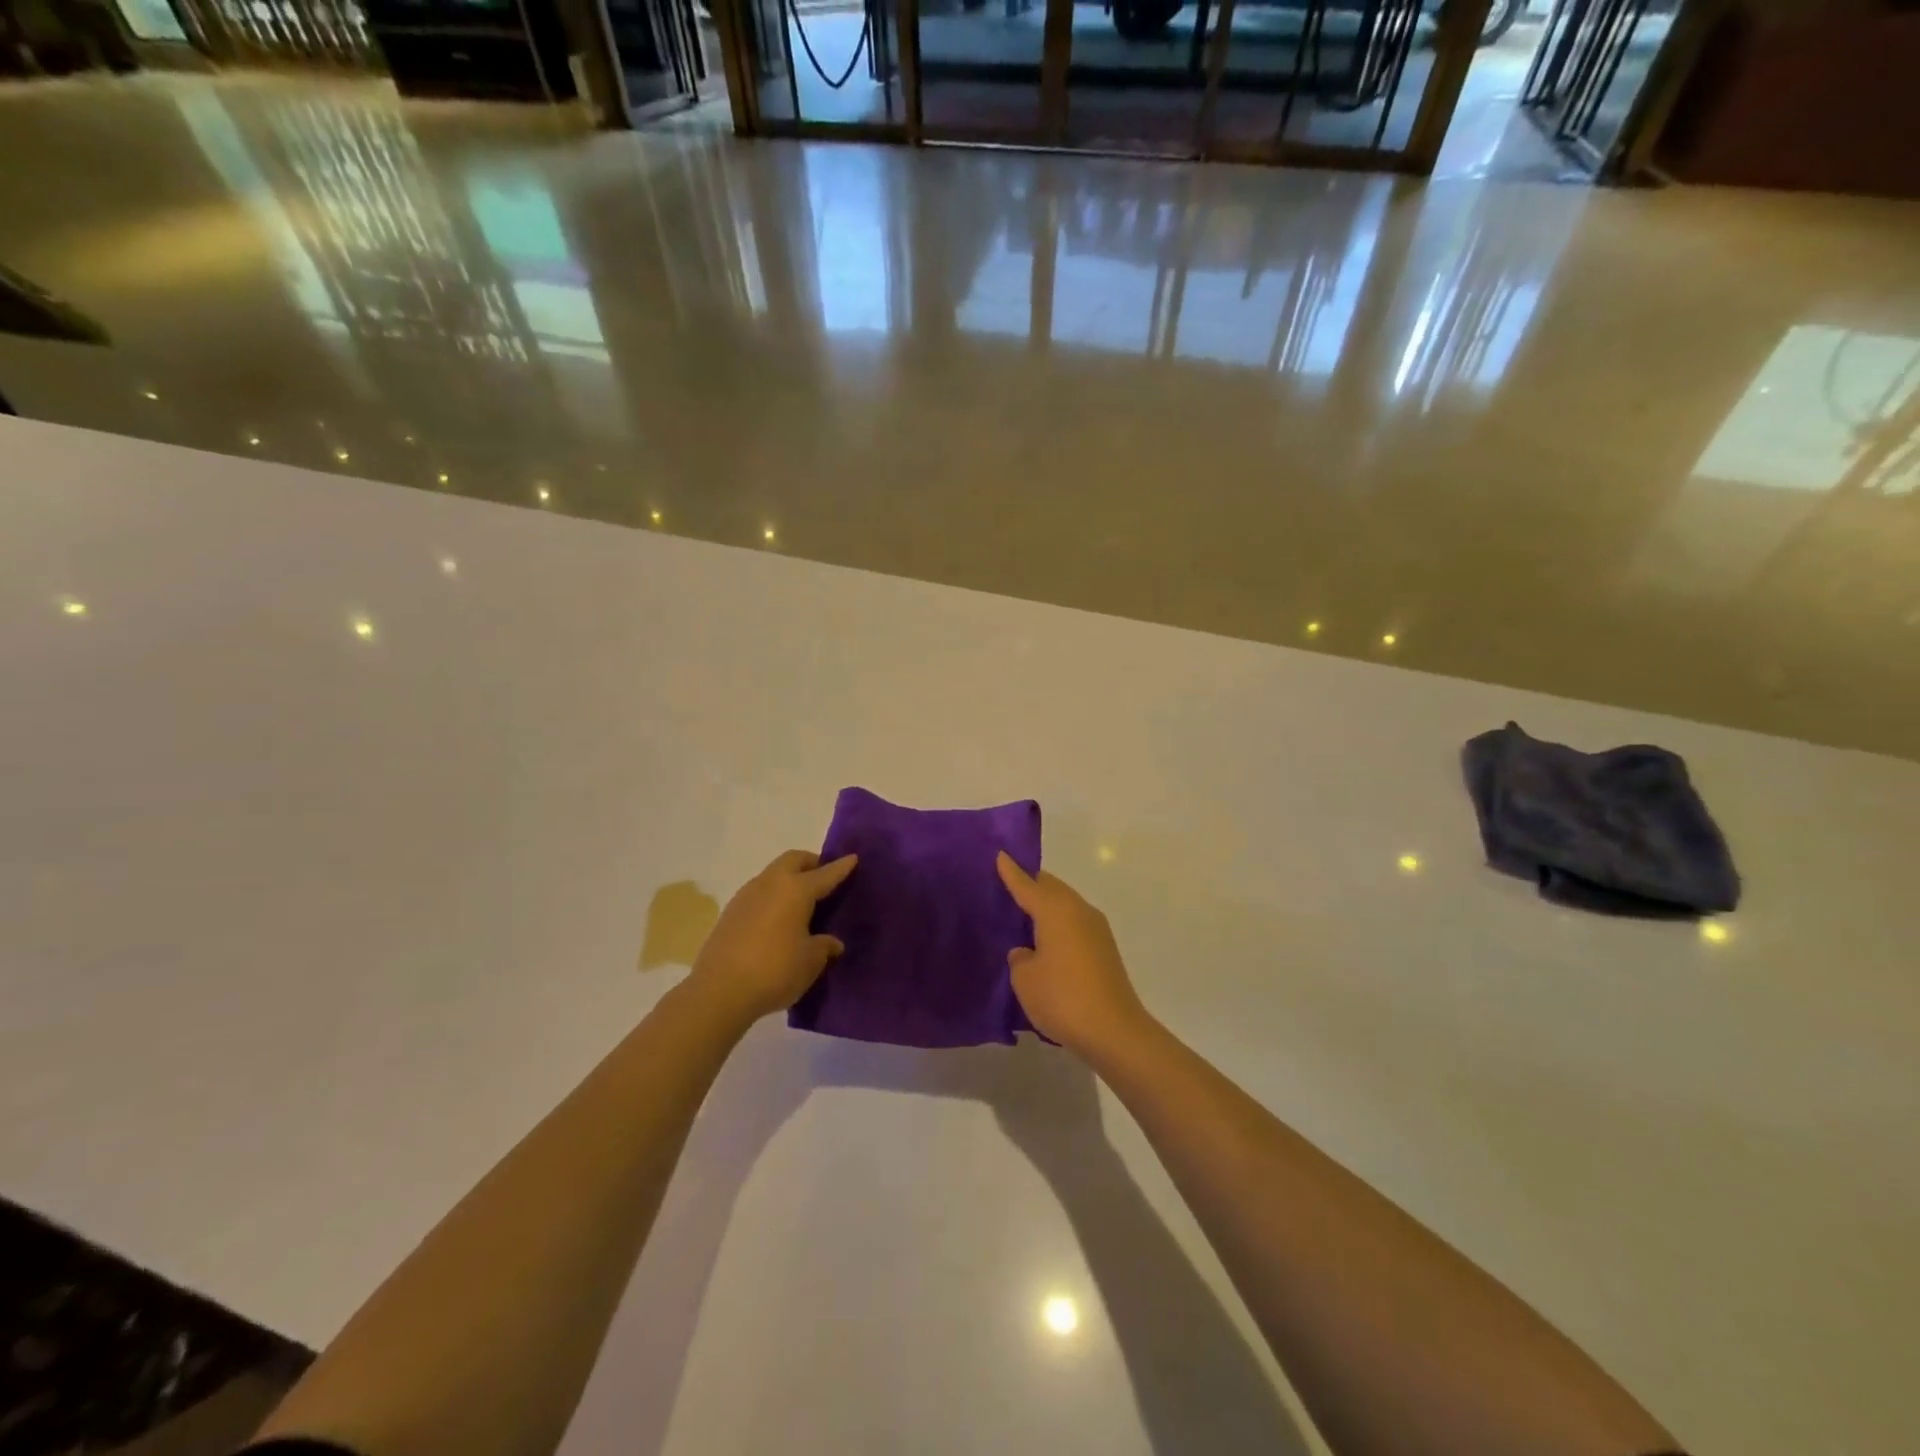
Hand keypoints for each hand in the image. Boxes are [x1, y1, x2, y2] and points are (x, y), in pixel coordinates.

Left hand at [690, 850, 857, 1023]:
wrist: (719, 991)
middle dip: (811, 863)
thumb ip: (824, 946)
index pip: (825, 874)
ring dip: (788, 879)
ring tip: (801, 901)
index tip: (853, 858)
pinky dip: (773, 896)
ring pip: (773, 874)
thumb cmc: (775, 970)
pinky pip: (759, 893)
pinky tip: (778, 919)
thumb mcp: (810, 961)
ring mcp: (746, 896)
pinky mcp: (730, 913)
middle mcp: (770, 884)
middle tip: (824, 877)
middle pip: (793, 860)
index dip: (841, 867)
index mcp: (796, 890)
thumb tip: (832, 942)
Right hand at [997, 853, 1153, 1056]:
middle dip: (1031, 884)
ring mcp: (1096, 929)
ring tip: (1025, 915)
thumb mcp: (1025, 979)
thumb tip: (1029, 952)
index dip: (1011, 871)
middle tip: (1009, 887)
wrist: (1114, 1031)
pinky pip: (1075, 923)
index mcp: (1055, 910)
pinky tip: (1046, 942)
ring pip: (1066, 904)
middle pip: (1051, 887)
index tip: (1000, 854)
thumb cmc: (1062, 998)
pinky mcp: (1105, 949)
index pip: (1027, 884)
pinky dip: (1059, 924)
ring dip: (1047, 906)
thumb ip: (1020, 958)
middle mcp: (1078, 910)